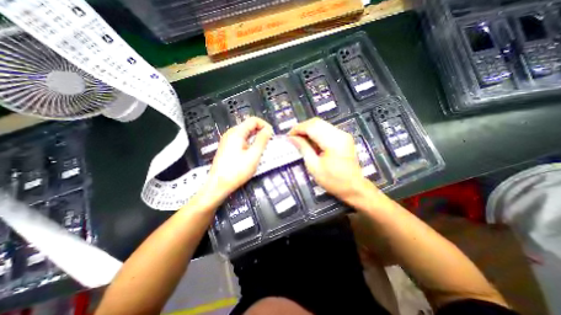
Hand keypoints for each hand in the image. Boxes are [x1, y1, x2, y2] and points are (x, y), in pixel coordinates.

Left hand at [207, 116, 274, 200]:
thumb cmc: (237, 171)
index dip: (265, 125)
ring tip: (262, 150)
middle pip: (249, 126)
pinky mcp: (228, 148)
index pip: (254, 120)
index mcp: (237, 132)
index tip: (272, 135)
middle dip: (261, 132)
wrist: (218, 185)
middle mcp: (231, 134)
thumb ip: (262, 140)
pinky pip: (242, 141)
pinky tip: (253, 153)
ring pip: (246, 134)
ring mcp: (228, 141)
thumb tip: (268, 130)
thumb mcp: (254, 155)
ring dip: (256, 139)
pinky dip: (250, 144)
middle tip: (269, 144)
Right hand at [290, 118, 368, 198]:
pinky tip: (311, 142)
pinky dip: (316, 133)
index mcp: (333, 141)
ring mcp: (343, 134)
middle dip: (302, 128)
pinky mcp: (344, 137)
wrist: (354, 187)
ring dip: (308, 130)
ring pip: (321, 124)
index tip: (288, 136)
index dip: (298, 129)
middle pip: (316, 122)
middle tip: (293, 138)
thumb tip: (292, 138)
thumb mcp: (314, 166)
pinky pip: (326, 129)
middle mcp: (340, 133)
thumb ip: (303, 149)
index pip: (312, 127)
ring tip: (300, 140)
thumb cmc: (333, 180)